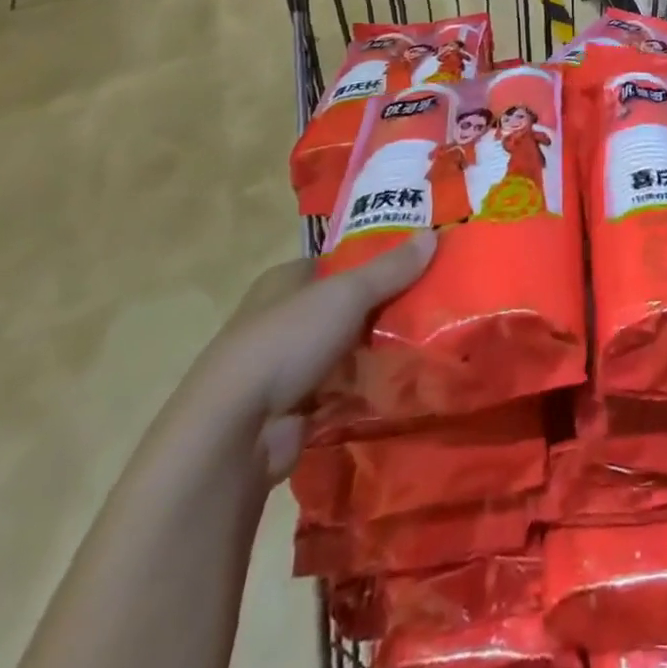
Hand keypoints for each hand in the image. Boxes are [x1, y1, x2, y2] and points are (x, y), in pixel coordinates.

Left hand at [186, 232, 434, 480]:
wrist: (234, 432)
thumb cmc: (286, 342)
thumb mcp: (346, 294)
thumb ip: (390, 269)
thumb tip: (432, 235)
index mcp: (283, 281)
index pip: (336, 261)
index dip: (374, 259)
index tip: (417, 263)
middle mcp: (280, 318)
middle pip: (343, 305)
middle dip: (382, 307)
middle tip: (431, 304)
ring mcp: (284, 366)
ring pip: (344, 348)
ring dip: (376, 349)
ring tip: (428, 342)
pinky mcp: (292, 409)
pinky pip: (340, 389)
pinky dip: (365, 387)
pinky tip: (401, 382)